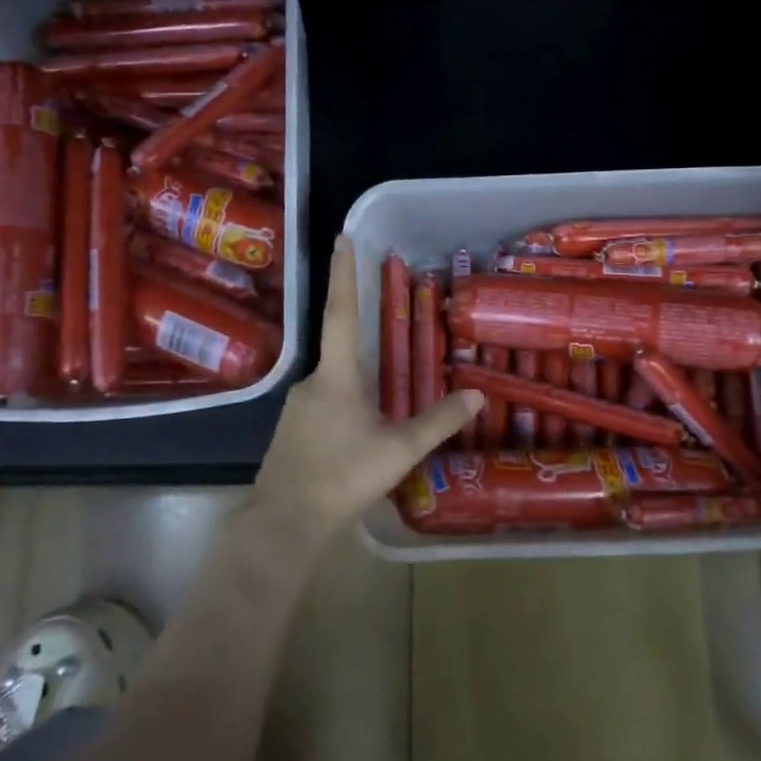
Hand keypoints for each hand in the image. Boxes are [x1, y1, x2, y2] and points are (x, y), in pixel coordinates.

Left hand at [248, 236, 482, 551]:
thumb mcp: (398, 450)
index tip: (342, 237)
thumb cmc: (342, 477)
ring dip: (361, 384)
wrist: (284, 523)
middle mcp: (312, 382)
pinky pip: (328, 405)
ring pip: (337, 383)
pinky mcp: (294, 431)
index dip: (343, 273)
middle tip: (394, 337)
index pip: (341, 312)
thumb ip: (438, 421)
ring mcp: (299, 407)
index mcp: (336, 376)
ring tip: (388, 401)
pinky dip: (349, 407)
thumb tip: (476, 395)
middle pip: (343, 351)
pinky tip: (365, 432)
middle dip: (366, 341)